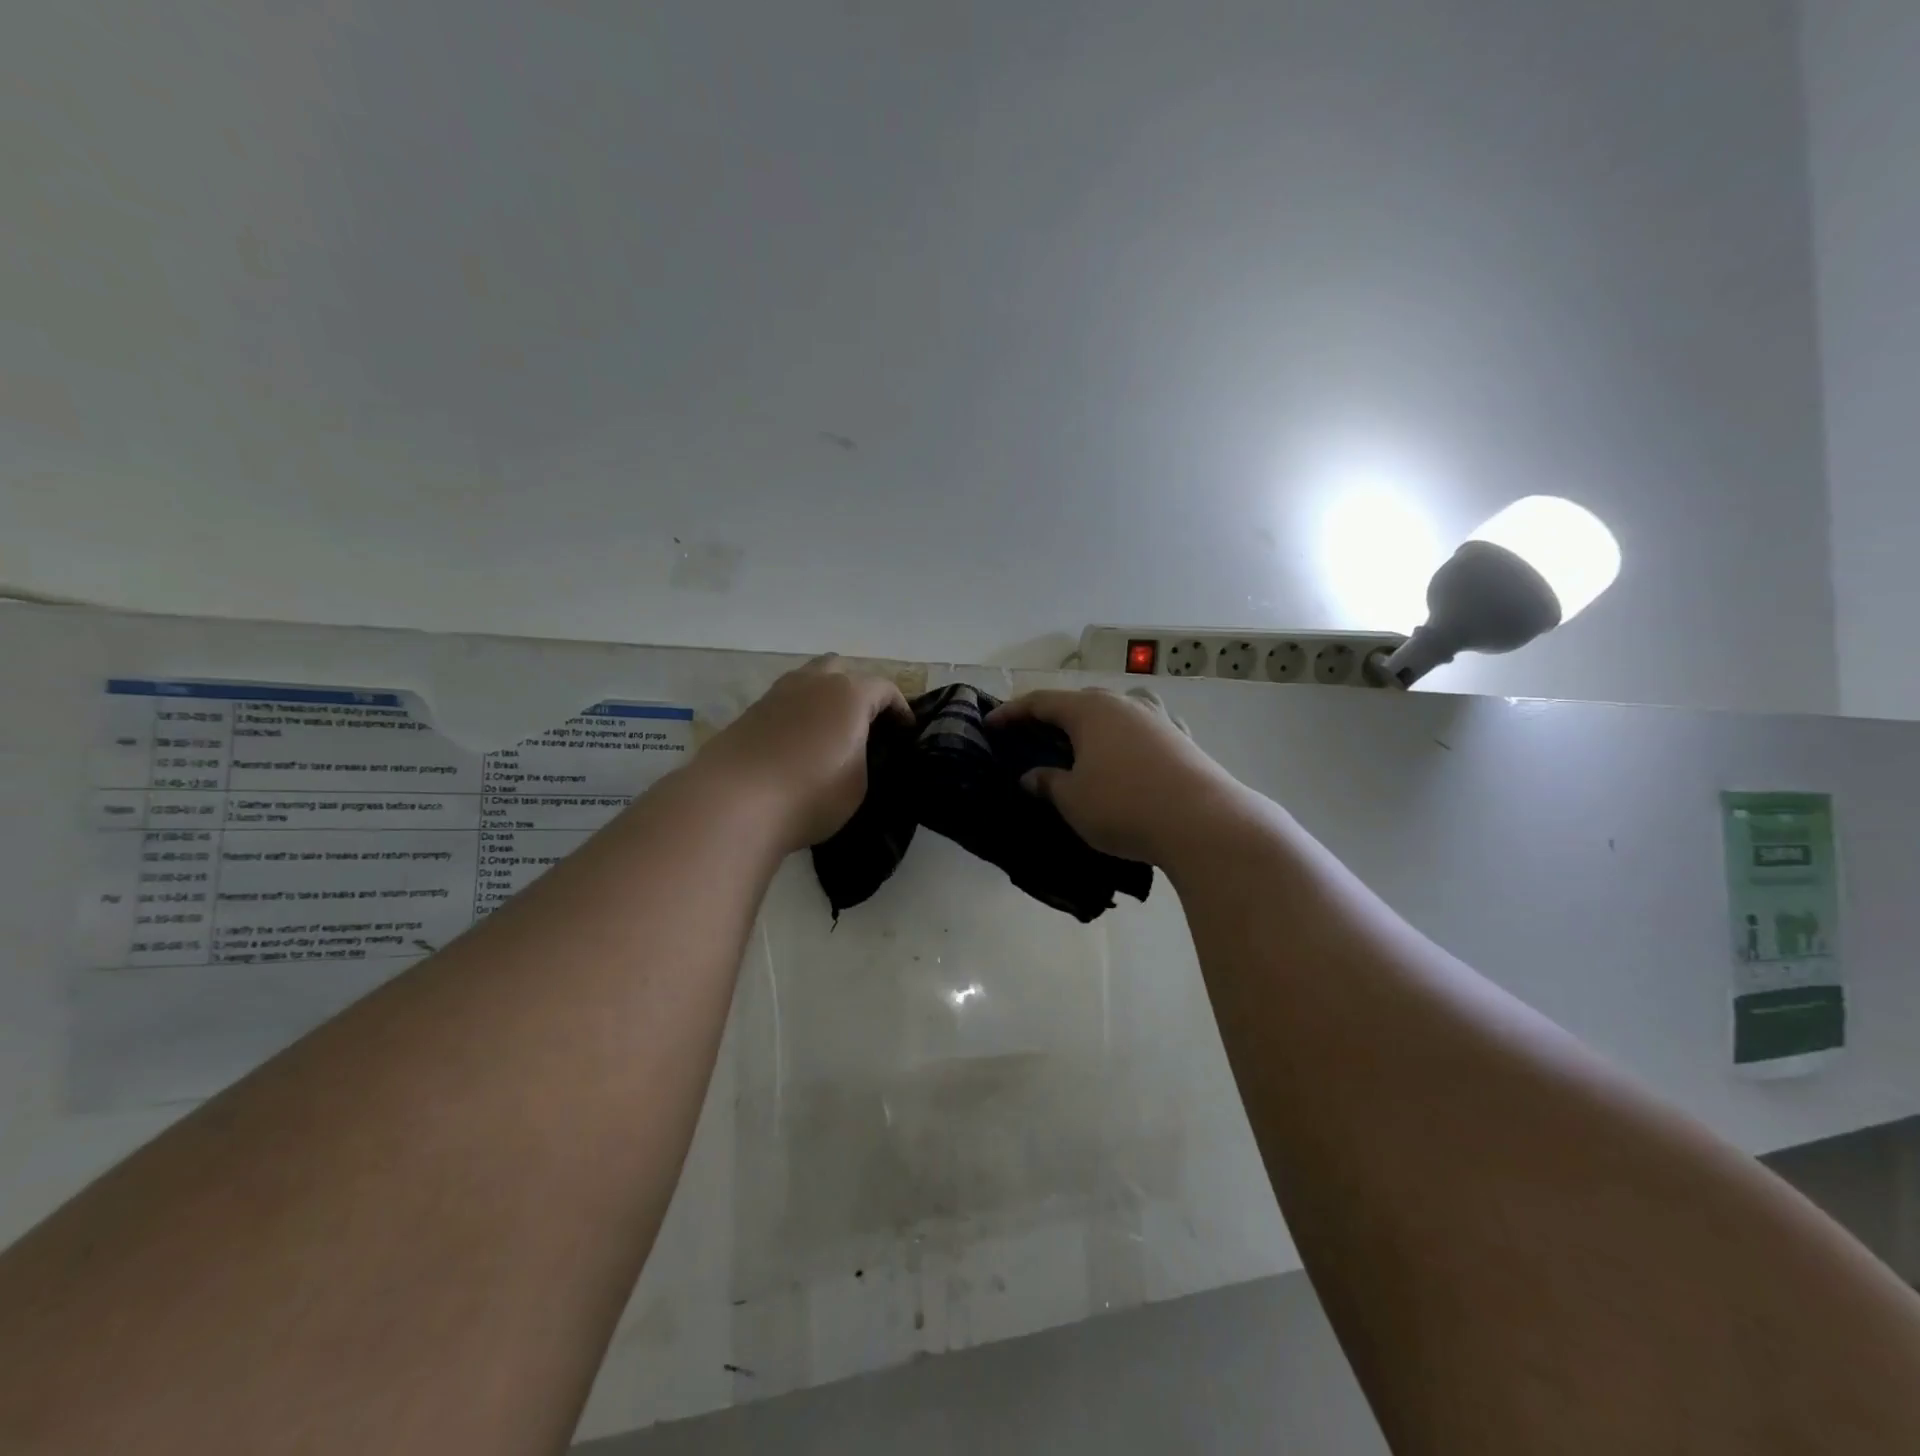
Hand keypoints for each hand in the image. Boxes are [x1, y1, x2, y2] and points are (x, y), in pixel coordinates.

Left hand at [691, 656, 910, 851]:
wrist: (733, 802)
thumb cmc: (810, 793)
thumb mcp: (858, 784)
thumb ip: (864, 758)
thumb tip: (853, 752)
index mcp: (849, 694)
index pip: (884, 689)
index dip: (901, 709)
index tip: (906, 732)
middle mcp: (813, 682)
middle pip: (841, 669)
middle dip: (858, 690)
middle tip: (866, 723)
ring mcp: (777, 694)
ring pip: (808, 681)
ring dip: (824, 698)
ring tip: (829, 731)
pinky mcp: (750, 712)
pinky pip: (785, 702)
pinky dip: (798, 714)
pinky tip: (798, 743)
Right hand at [987, 687, 1245, 864]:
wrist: (1204, 822)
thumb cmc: (1124, 806)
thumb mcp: (1073, 800)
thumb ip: (1047, 783)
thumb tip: (1031, 776)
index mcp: (1090, 710)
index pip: (1041, 702)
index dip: (1012, 712)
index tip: (990, 724)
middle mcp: (1124, 704)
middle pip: (1079, 701)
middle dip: (1053, 716)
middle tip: (1033, 735)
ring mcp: (1158, 718)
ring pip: (1115, 711)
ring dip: (1093, 723)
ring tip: (1082, 743)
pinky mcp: (1182, 739)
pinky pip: (1142, 730)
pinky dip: (1125, 738)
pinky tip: (1127, 755)